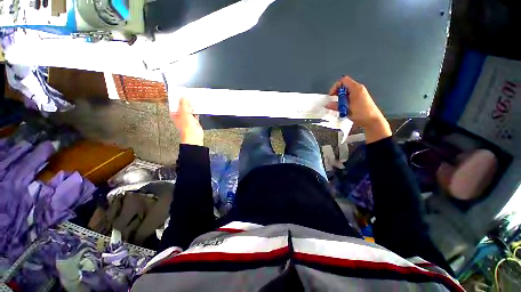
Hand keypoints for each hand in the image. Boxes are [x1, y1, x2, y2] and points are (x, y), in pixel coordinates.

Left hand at [170, 98, 203, 145]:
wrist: (194, 134)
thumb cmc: (186, 127)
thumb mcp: (184, 111)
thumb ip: (183, 103)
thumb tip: (183, 96)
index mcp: (174, 114)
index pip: (175, 103)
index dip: (178, 98)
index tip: (181, 93)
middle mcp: (180, 116)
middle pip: (182, 106)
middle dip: (186, 102)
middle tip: (189, 96)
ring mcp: (187, 119)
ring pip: (189, 110)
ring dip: (192, 106)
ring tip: (194, 100)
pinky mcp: (194, 121)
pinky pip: (195, 114)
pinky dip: (197, 111)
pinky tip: (199, 108)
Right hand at [327, 76, 391, 142]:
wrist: (373, 120)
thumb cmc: (361, 114)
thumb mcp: (346, 110)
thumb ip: (336, 106)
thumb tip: (327, 105)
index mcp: (356, 88)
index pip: (343, 80)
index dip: (335, 87)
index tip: (331, 95)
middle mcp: (358, 89)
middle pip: (344, 85)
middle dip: (337, 92)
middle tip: (333, 101)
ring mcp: (360, 93)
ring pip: (346, 91)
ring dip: (340, 97)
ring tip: (338, 105)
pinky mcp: (360, 98)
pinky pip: (350, 95)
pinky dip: (345, 99)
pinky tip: (343, 107)